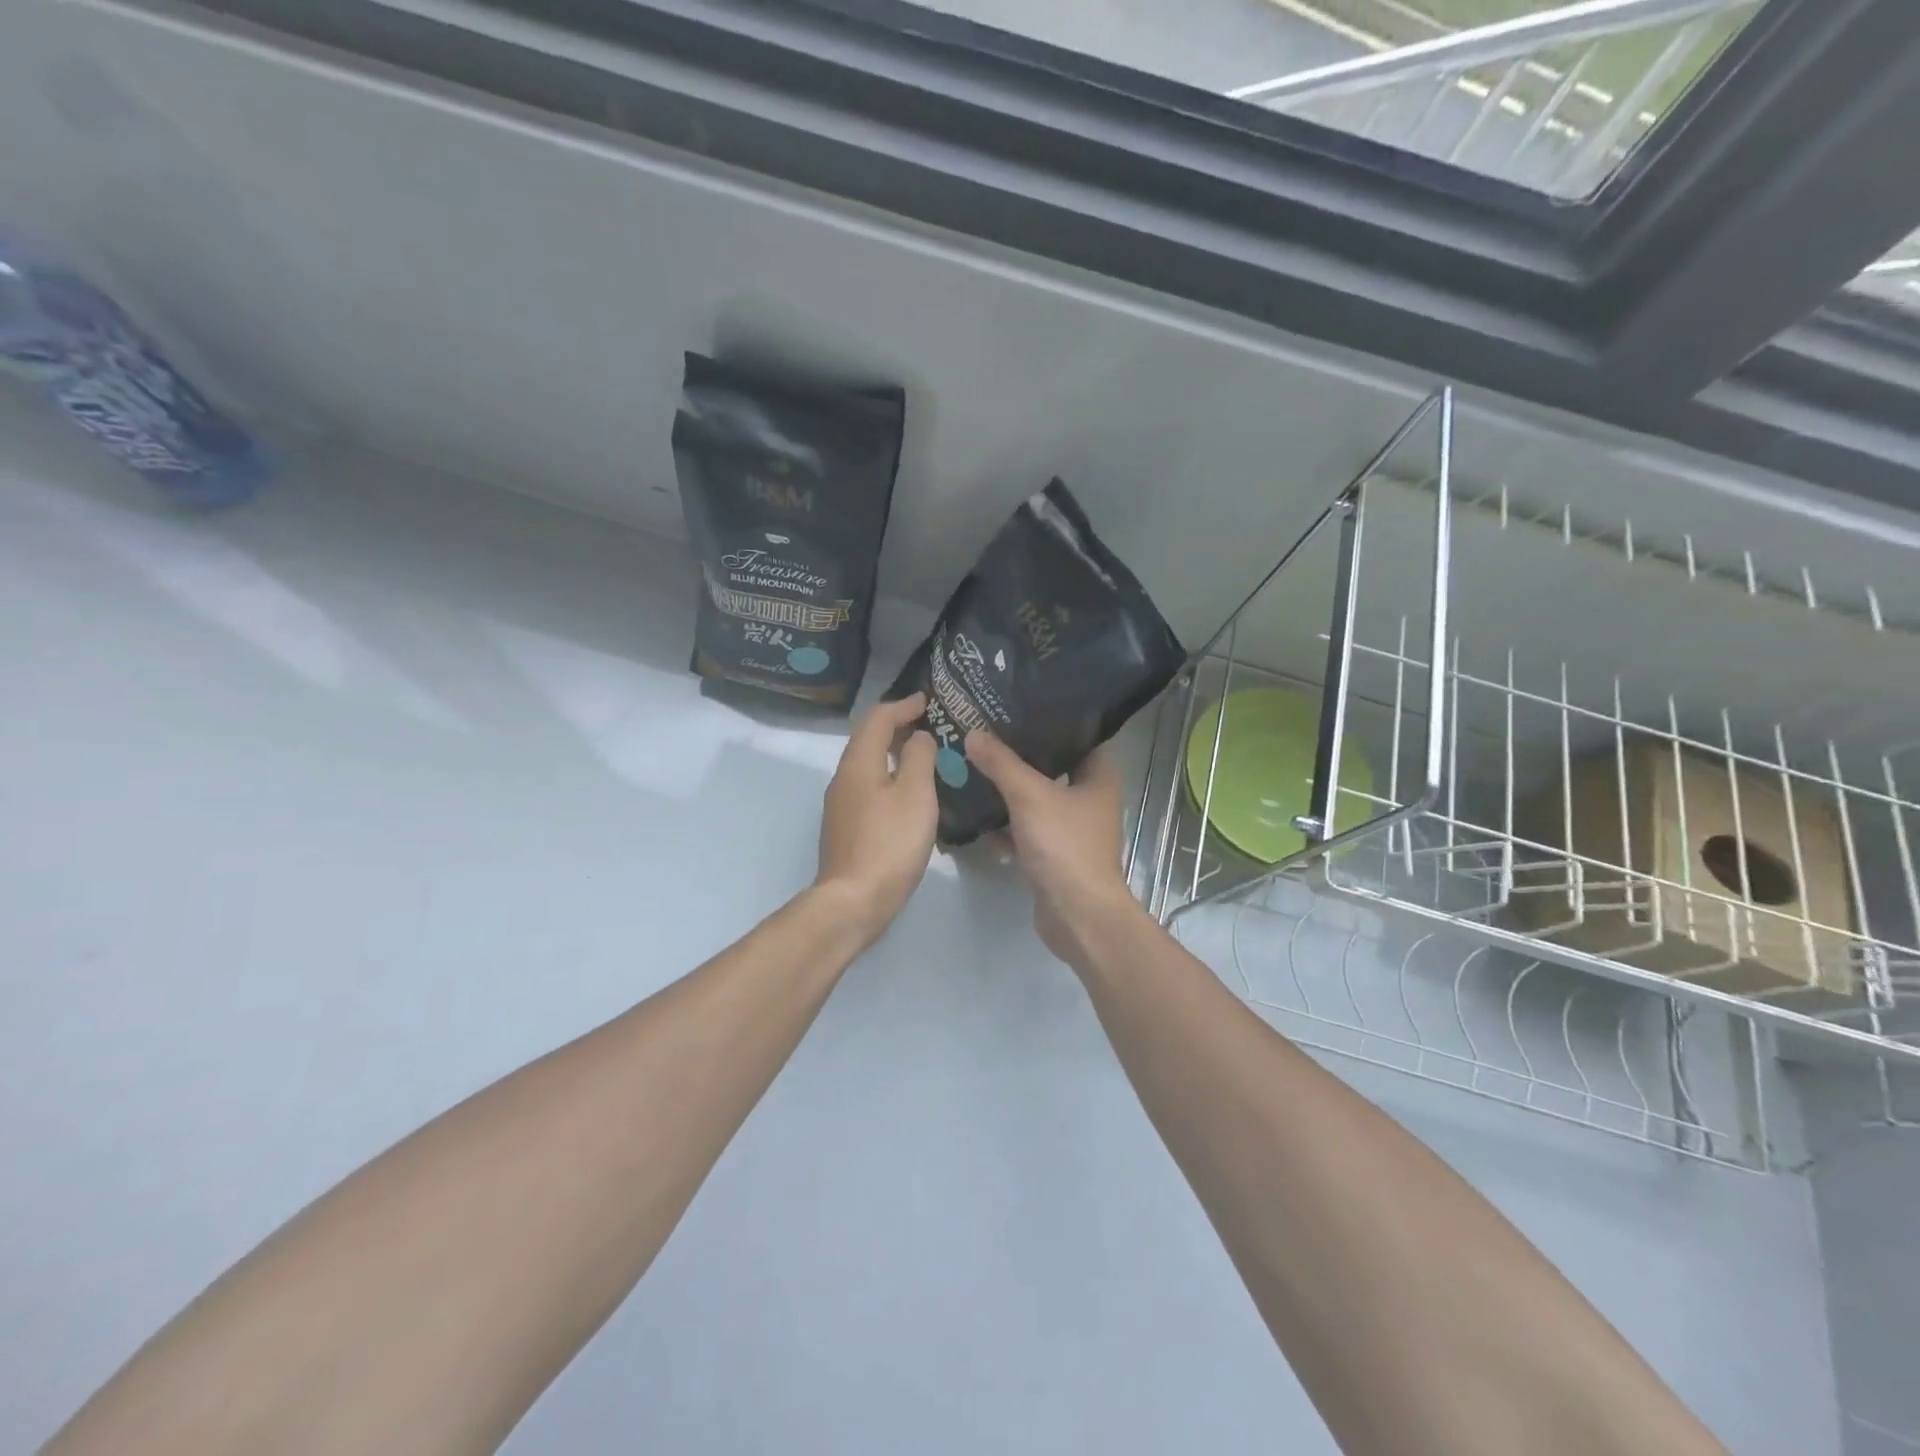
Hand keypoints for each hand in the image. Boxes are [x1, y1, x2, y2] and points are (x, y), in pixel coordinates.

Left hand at [814, 693, 938, 943]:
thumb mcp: (915, 795)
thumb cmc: (890, 843)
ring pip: (867, 764)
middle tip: (929, 724)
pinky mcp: (845, 826)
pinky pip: (867, 786)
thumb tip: (918, 737)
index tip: (928, 701)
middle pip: (868, 738)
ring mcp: (841, 804)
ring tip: (923, 754)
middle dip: (896, 725)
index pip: (878, 718)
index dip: (903, 705)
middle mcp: (843, 777)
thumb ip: (919, 757)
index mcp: (859, 763)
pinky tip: (908, 792)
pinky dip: (888, 775)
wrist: (853, 900)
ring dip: (892, 751)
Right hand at [963, 732, 1142, 966]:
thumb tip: (974, 733)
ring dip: (1009, 789)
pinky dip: (1006, 824)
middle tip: (984, 733)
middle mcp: (1090, 799)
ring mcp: (1072, 829)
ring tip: (974, 765)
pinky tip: (976, 814)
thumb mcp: (1030, 796)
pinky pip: (1026, 829)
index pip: (1077, 735)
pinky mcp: (1054, 854)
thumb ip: (1002, 763)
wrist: (1078, 916)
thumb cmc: (1065, 846)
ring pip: (1036, 799)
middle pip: (1052, 766)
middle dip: (1019, 754)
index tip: (1014, 706)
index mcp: (1098, 776)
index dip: (1048, 720)